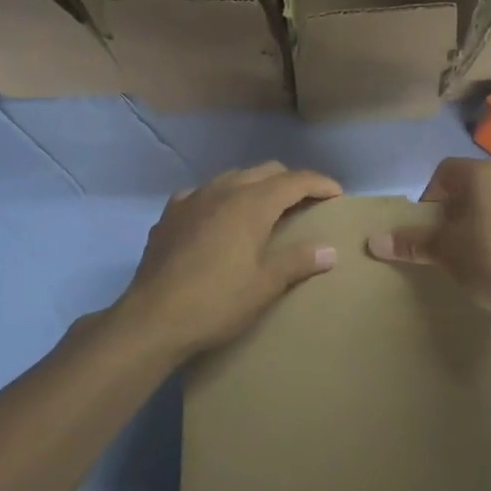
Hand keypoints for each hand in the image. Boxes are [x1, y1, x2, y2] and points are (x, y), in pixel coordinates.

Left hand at [121, 162, 342, 357]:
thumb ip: (298, 261)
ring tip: (266, 209)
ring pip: (233, 177)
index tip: (337, 195)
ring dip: (255, 186)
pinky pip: (203, 193)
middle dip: (291, 182)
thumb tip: (329, 250)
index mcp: (251, 203)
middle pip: (266, 171)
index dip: (320, 184)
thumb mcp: (265, 285)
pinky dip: (221, 198)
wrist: (152, 319)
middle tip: (307, 203)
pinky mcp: (170, 214)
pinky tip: (219, 219)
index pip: (295, 180)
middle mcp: (223, 190)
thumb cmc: (217, 302)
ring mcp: (192, 199)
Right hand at [367, 157, 490, 317]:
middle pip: (471, 185)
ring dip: (478, 220)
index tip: (427, 226)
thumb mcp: (445, 252)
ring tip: (472, 253)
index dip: (429, 196)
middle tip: (445, 241)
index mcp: (483, 174)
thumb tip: (374, 241)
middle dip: (453, 210)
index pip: (444, 170)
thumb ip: (412, 243)